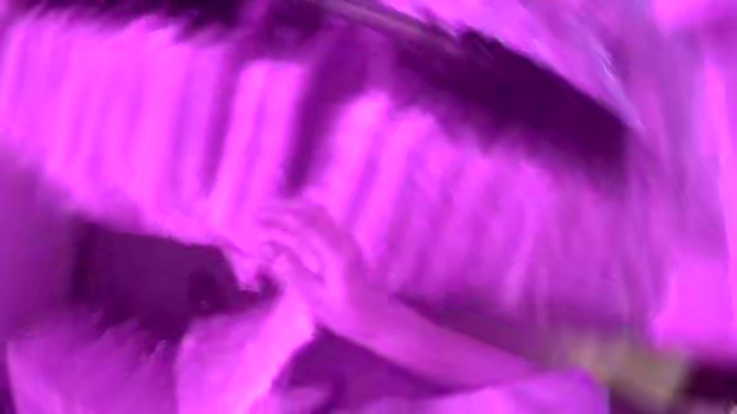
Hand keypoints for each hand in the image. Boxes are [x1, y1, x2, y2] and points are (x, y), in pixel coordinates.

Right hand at [254, 201, 388, 339]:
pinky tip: (287, 228)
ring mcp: (346, 241)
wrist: (377, 319)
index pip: (304, 224)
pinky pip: (321, 224)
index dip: (278, 216)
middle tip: (258, 213)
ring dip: (292, 212)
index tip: (257, 216)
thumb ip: (294, 271)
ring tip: (268, 218)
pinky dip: (301, 220)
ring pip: (317, 215)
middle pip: (311, 212)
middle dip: (283, 209)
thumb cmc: (347, 315)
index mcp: (336, 254)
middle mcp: (343, 240)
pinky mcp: (345, 245)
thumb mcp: (316, 298)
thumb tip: (268, 248)